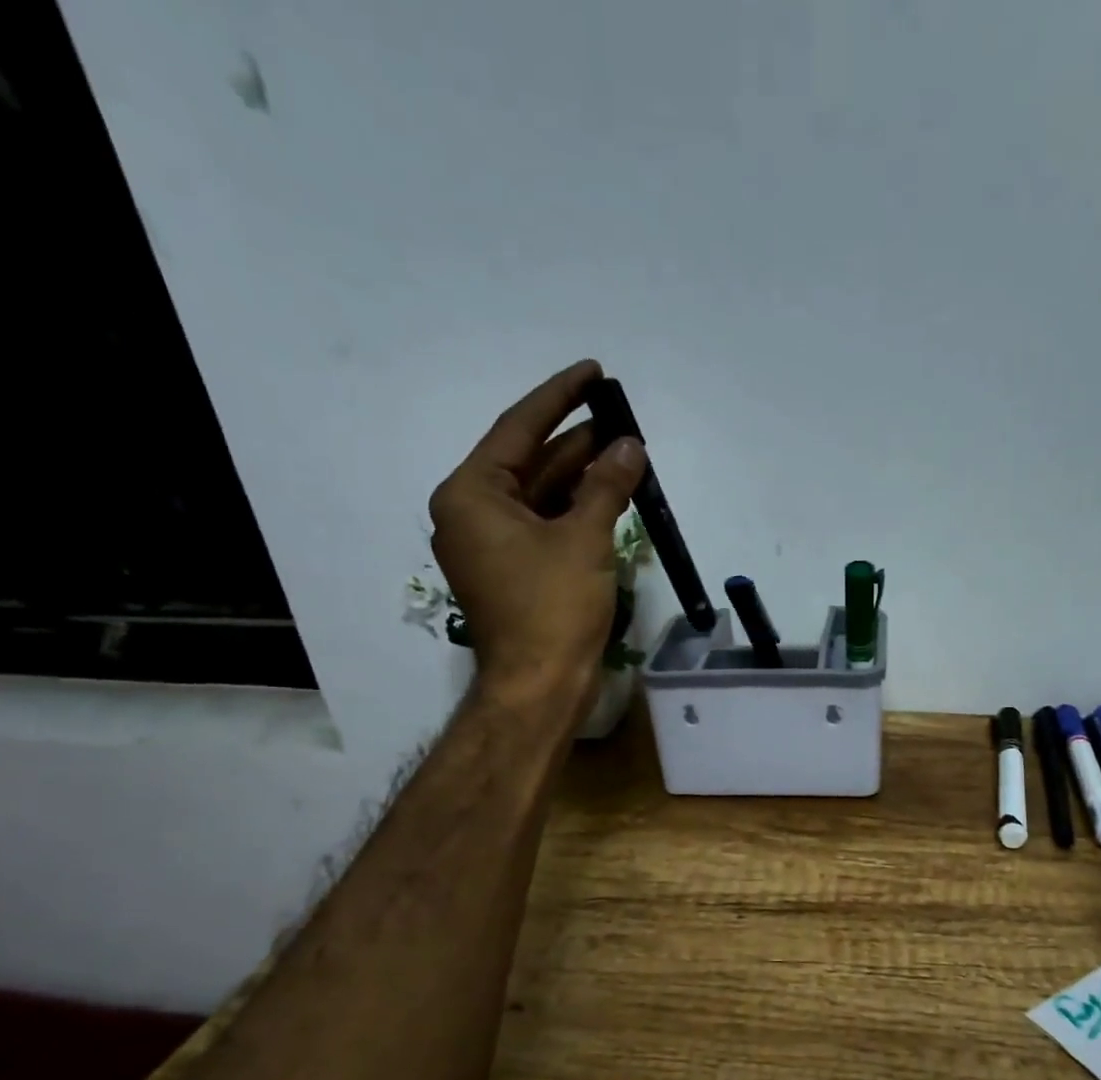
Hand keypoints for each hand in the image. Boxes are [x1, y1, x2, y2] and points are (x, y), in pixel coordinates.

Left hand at [429, 359, 644, 702]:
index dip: (559, 397)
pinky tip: (612, 495)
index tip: (593, 372)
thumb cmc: (553, 608)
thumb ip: (606, 485)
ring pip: (541, 496)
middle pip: (529, 462)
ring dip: (582, 477)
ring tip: (625, 452)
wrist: (540, 686)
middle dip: (576, 441)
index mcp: (471, 496)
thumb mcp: (584, 538)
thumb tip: (629, 446)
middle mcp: (473, 514)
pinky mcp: (515, 573)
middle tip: (620, 417)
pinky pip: (546, 526)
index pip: (517, 429)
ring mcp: (493, 547)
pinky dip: (577, 511)